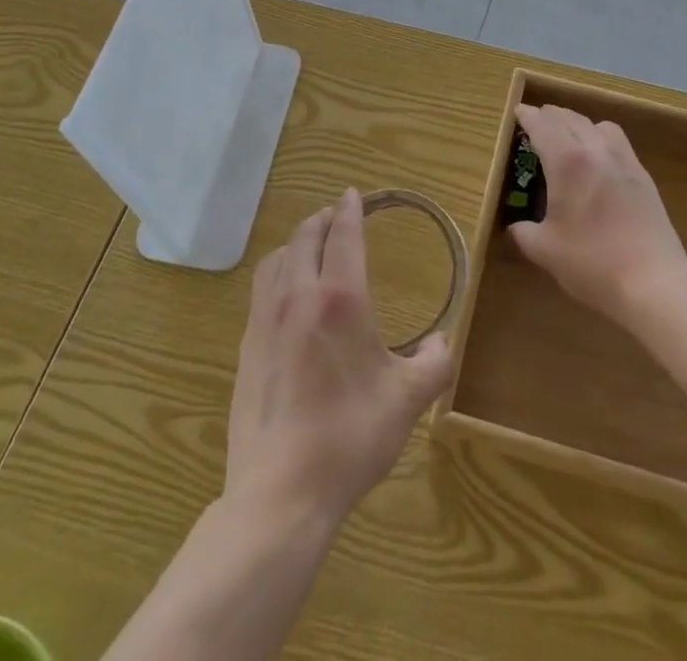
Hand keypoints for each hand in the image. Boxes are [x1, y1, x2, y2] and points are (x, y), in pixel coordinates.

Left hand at [224, 188, 452, 532]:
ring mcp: (265, 321)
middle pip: (304, 237)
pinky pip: (260, 290)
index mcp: (340, 298)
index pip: (343, 235)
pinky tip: (285, 295)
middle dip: (322, 220)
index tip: (354, 194)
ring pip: (276, 260)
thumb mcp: (407, 400)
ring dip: (295, 243)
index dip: (350, 210)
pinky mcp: (245, 347)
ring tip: (309, 247)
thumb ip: (434, 363)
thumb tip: (440, 342)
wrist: (280, 492)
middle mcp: (298, 297)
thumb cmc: (350, 437)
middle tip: (336, 216)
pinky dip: (276, 273)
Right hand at [509, 104, 686, 326]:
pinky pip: (618, 141)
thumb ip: (524, 233)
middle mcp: (596, 150)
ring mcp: (624, 160)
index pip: (543, 125)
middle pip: (570, 118)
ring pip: (597, 125)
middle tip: (537, 122)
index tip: (517, 112)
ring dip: (578, 123)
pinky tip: (598, 160)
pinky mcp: (643, 175)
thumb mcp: (545, 251)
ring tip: (569, 137)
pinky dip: (600, 138)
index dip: (528, 116)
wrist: (653, 281)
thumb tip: (516, 227)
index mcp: (567, 161)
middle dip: (550, 116)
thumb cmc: (592, 263)